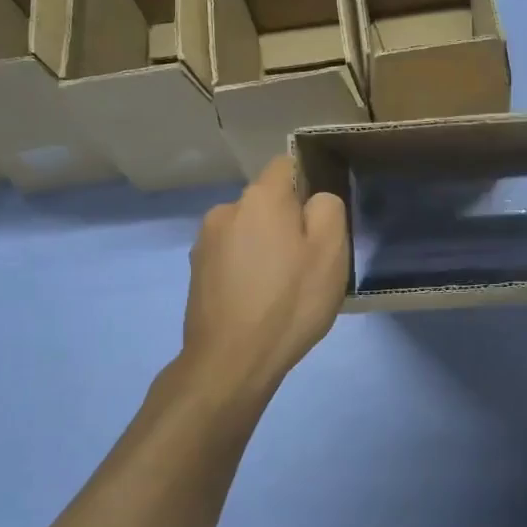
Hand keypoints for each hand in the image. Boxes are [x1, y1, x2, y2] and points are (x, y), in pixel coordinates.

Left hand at [183, 157, 349, 394]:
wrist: (231, 361)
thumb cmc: (289, 302)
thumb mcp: (331, 252)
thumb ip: (328, 209)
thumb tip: (315, 200)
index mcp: (260, 198)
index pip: (286, 165)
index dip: (308, 185)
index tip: (320, 221)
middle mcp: (226, 210)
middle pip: (267, 202)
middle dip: (287, 222)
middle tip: (308, 263)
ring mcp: (205, 242)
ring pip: (248, 231)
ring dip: (265, 247)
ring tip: (282, 287)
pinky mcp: (196, 272)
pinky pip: (232, 257)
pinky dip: (247, 269)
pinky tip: (259, 301)